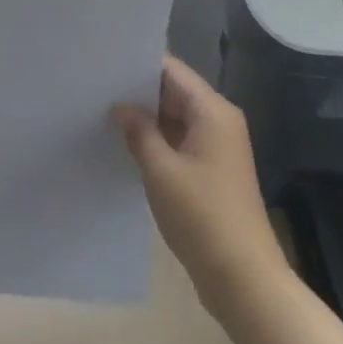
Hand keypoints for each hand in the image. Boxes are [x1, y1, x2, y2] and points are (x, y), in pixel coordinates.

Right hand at [112, 56, 288, 319]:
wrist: (246, 282)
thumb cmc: (203, 217)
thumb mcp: (161, 171)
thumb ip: (139, 131)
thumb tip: (120, 107)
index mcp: (212, 111)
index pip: (171, 70)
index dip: (138, 64)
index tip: (105, 61)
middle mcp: (219, 121)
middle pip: (174, 91)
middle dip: (138, 91)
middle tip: (96, 85)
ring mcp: (217, 147)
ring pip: (175, 118)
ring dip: (146, 118)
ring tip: (103, 110)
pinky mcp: (212, 172)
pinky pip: (179, 141)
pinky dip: (156, 140)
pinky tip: (126, 144)